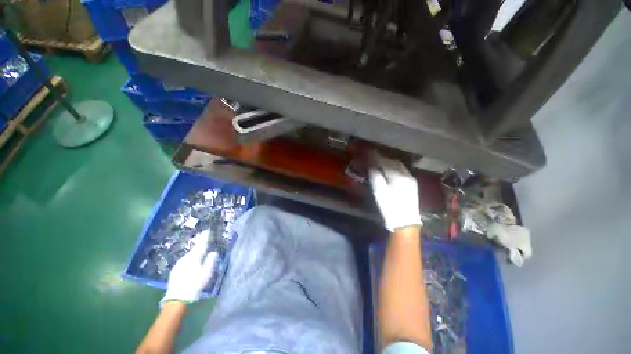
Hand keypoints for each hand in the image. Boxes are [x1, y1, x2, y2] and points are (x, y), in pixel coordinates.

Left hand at [161, 230, 217, 305]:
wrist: (177, 298)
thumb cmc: (195, 284)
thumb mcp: (207, 273)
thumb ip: (210, 261)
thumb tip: (213, 252)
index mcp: (194, 257)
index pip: (201, 244)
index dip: (204, 237)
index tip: (207, 230)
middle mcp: (185, 258)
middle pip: (194, 249)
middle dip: (199, 245)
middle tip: (204, 240)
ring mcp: (178, 264)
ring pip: (189, 256)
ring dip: (194, 253)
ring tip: (199, 253)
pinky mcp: (174, 270)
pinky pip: (184, 261)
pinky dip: (189, 260)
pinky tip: (191, 264)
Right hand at [369, 153, 421, 230]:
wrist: (406, 222)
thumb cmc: (390, 207)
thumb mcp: (379, 192)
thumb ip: (375, 176)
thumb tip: (371, 166)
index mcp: (397, 176)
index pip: (385, 162)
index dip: (377, 157)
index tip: (370, 153)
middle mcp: (406, 175)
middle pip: (394, 162)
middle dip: (384, 159)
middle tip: (374, 158)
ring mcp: (411, 179)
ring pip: (399, 166)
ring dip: (390, 163)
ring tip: (380, 163)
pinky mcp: (412, 185)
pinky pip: (403, 171)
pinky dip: (395, 168)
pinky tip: (390, 171)